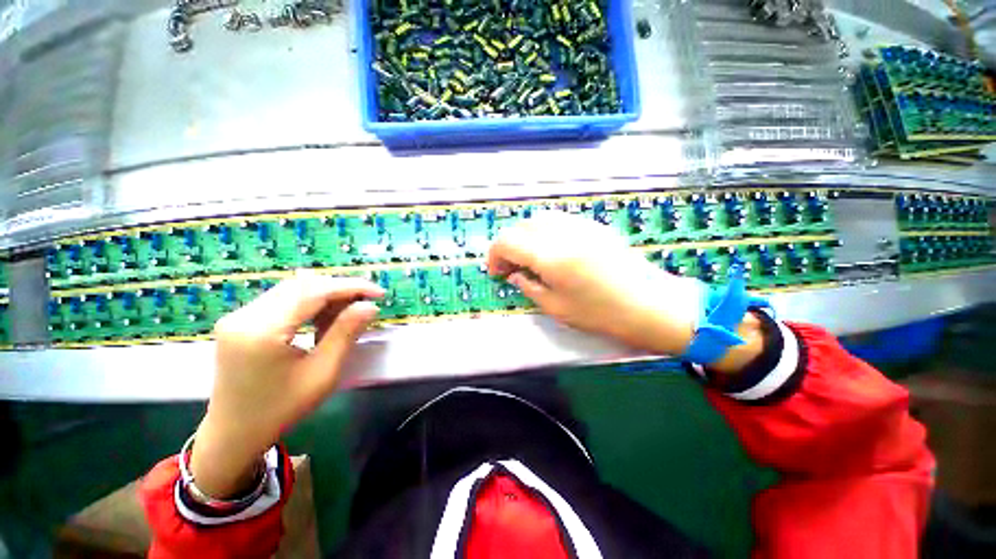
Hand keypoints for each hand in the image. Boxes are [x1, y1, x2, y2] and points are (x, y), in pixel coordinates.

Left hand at [190, 273, 383, 497]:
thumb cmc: (280, 409)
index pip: (313, 291)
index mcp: (262, 332)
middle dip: (340, 289)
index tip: (379, 293)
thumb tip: (369, 306)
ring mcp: (239, 316)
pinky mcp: (241, 320)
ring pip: (294, 289)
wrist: (233, 433)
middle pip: (303, 285)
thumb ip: (346, 334)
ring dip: (326, 295)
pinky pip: (283, 299)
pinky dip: (310, 303)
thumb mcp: (322, 374)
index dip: (350, 287)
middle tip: (366, 302)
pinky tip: (324, 319)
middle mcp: (245, 316)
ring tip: (348, 312)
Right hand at [487, 212, 701, 355]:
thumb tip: (515, 274)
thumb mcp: (557, 308)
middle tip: (511, 267)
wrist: (651, 305)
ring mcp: (581, 225)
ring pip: (540, 219)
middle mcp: (563, 233)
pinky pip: (560, 221)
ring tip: (530, 258)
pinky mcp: (594, 226)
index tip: (497, 273)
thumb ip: (529, 287)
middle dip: (509, 245)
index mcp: (550, 256)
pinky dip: (546, 232)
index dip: (495, 256)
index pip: (507, 241)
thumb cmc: (602, 314)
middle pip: (521, 225)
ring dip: (527, 236)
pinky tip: (553, 251)